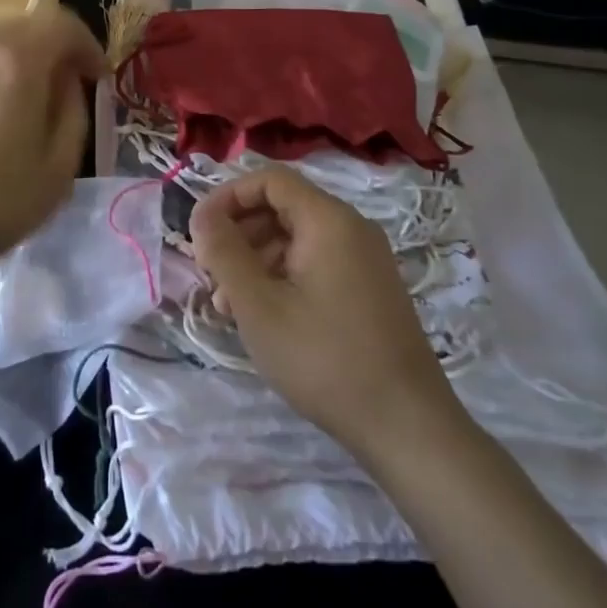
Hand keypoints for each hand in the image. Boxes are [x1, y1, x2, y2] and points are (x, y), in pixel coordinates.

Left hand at [0, 7, 104, 305]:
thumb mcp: (58, 167)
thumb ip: (74, 112)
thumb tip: (68, 84)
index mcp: (16, 61)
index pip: (62, 23)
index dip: (88, 45)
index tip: (98, 78)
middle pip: (28, 26)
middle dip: (57, 50)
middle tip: (71, 89)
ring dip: (25, 62)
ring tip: (33, 105)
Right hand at [188, 168, 470, 460]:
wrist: (407, 427)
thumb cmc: (324, 358)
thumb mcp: (258, 305)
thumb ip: (224, 252)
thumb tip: (202, 217)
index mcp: (328, 220)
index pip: (270, 179)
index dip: (228, 196)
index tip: (198, 230)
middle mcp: (351, 228)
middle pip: (282, 207)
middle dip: (239, 232)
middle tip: (209, 272)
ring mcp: (365, 260)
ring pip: (296, 238)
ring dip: (255, 259)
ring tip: (227, 304)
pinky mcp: (369, 289)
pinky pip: (315, 263)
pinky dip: (282, 277)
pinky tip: (261, 316)